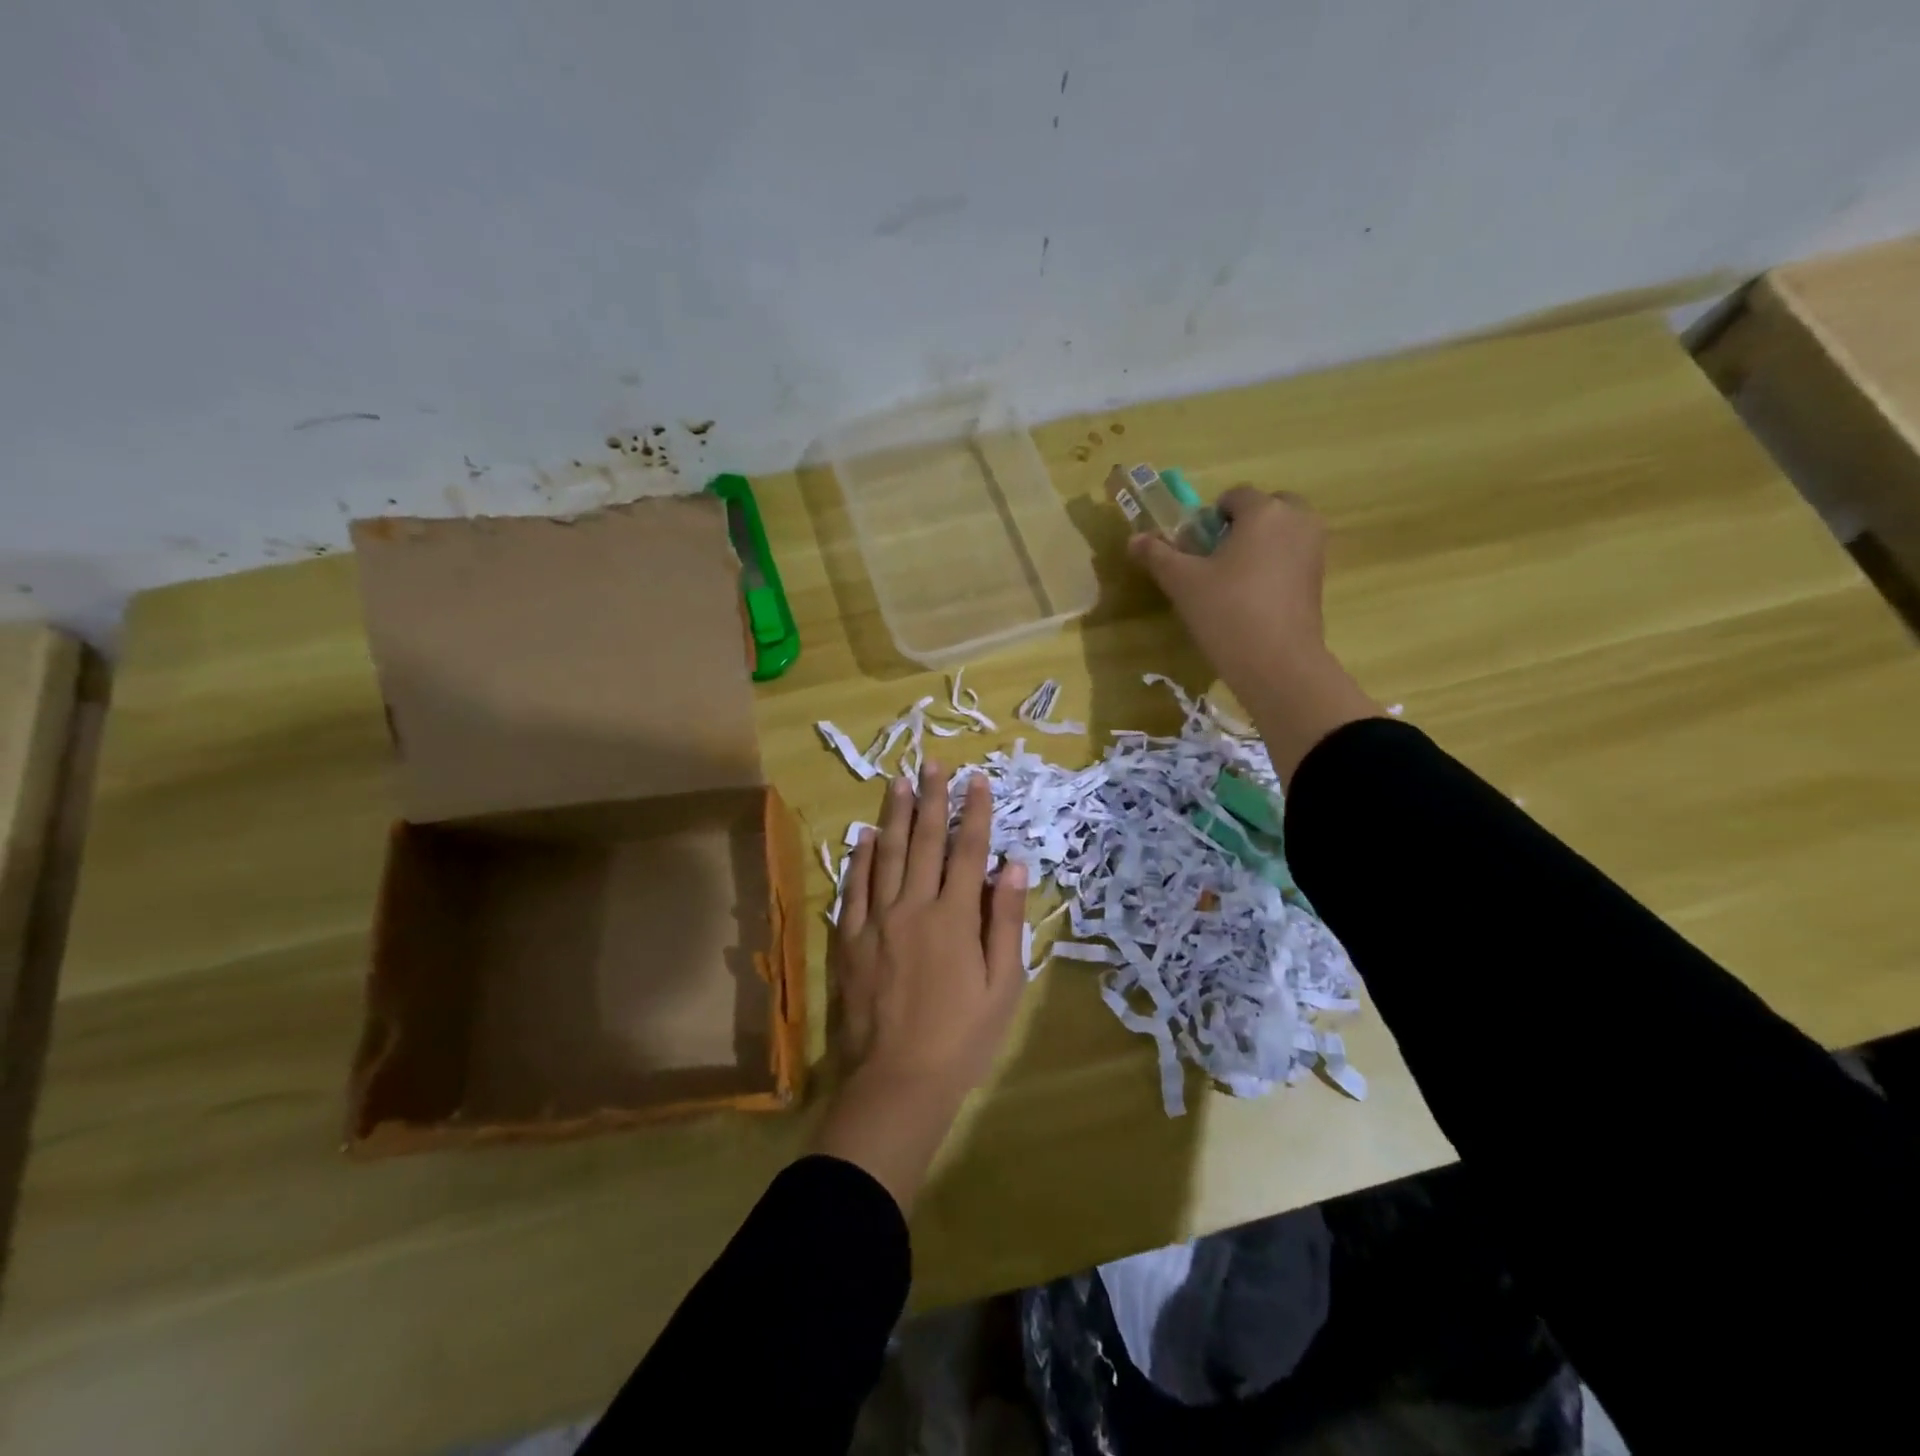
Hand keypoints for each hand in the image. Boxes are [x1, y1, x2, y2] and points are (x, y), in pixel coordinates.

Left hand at [812, 761, 1029, 1210]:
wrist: (898, 1081)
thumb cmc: (963, 1037)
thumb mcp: (1003, 984)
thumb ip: (1005, 919)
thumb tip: (1011, 863)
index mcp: (955, 916)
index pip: (966, 850)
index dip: (974, 812)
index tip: (977, 780)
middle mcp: (913, 906)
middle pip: (923, 841)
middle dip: (932, 799)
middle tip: (934, 764)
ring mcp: (877, 921)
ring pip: (885, 855)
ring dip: (893, 816)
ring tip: (898, 782)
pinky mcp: (850, 940)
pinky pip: (853, 889)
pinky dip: (858, 859)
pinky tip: (861, 836)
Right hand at [1130, 487, 1379, 783]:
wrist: (1277, 663)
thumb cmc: (1227, 612)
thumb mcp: (1183, 583)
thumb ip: (1157, 555)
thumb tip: (1134, 539)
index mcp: (1264, 511)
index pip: (1234, 495)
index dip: (1210, 517)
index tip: (1196, 547)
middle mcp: (1298, 520)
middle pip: (1267, 507)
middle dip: (1243, 525)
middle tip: (1217, 560)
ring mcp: (1315, 548)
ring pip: (1283, 532)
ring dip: (1260, 545)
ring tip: (1233, 581)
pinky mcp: (1319, 578)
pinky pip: (1293, 556)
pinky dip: (1275, 566)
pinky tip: (1254, 598)